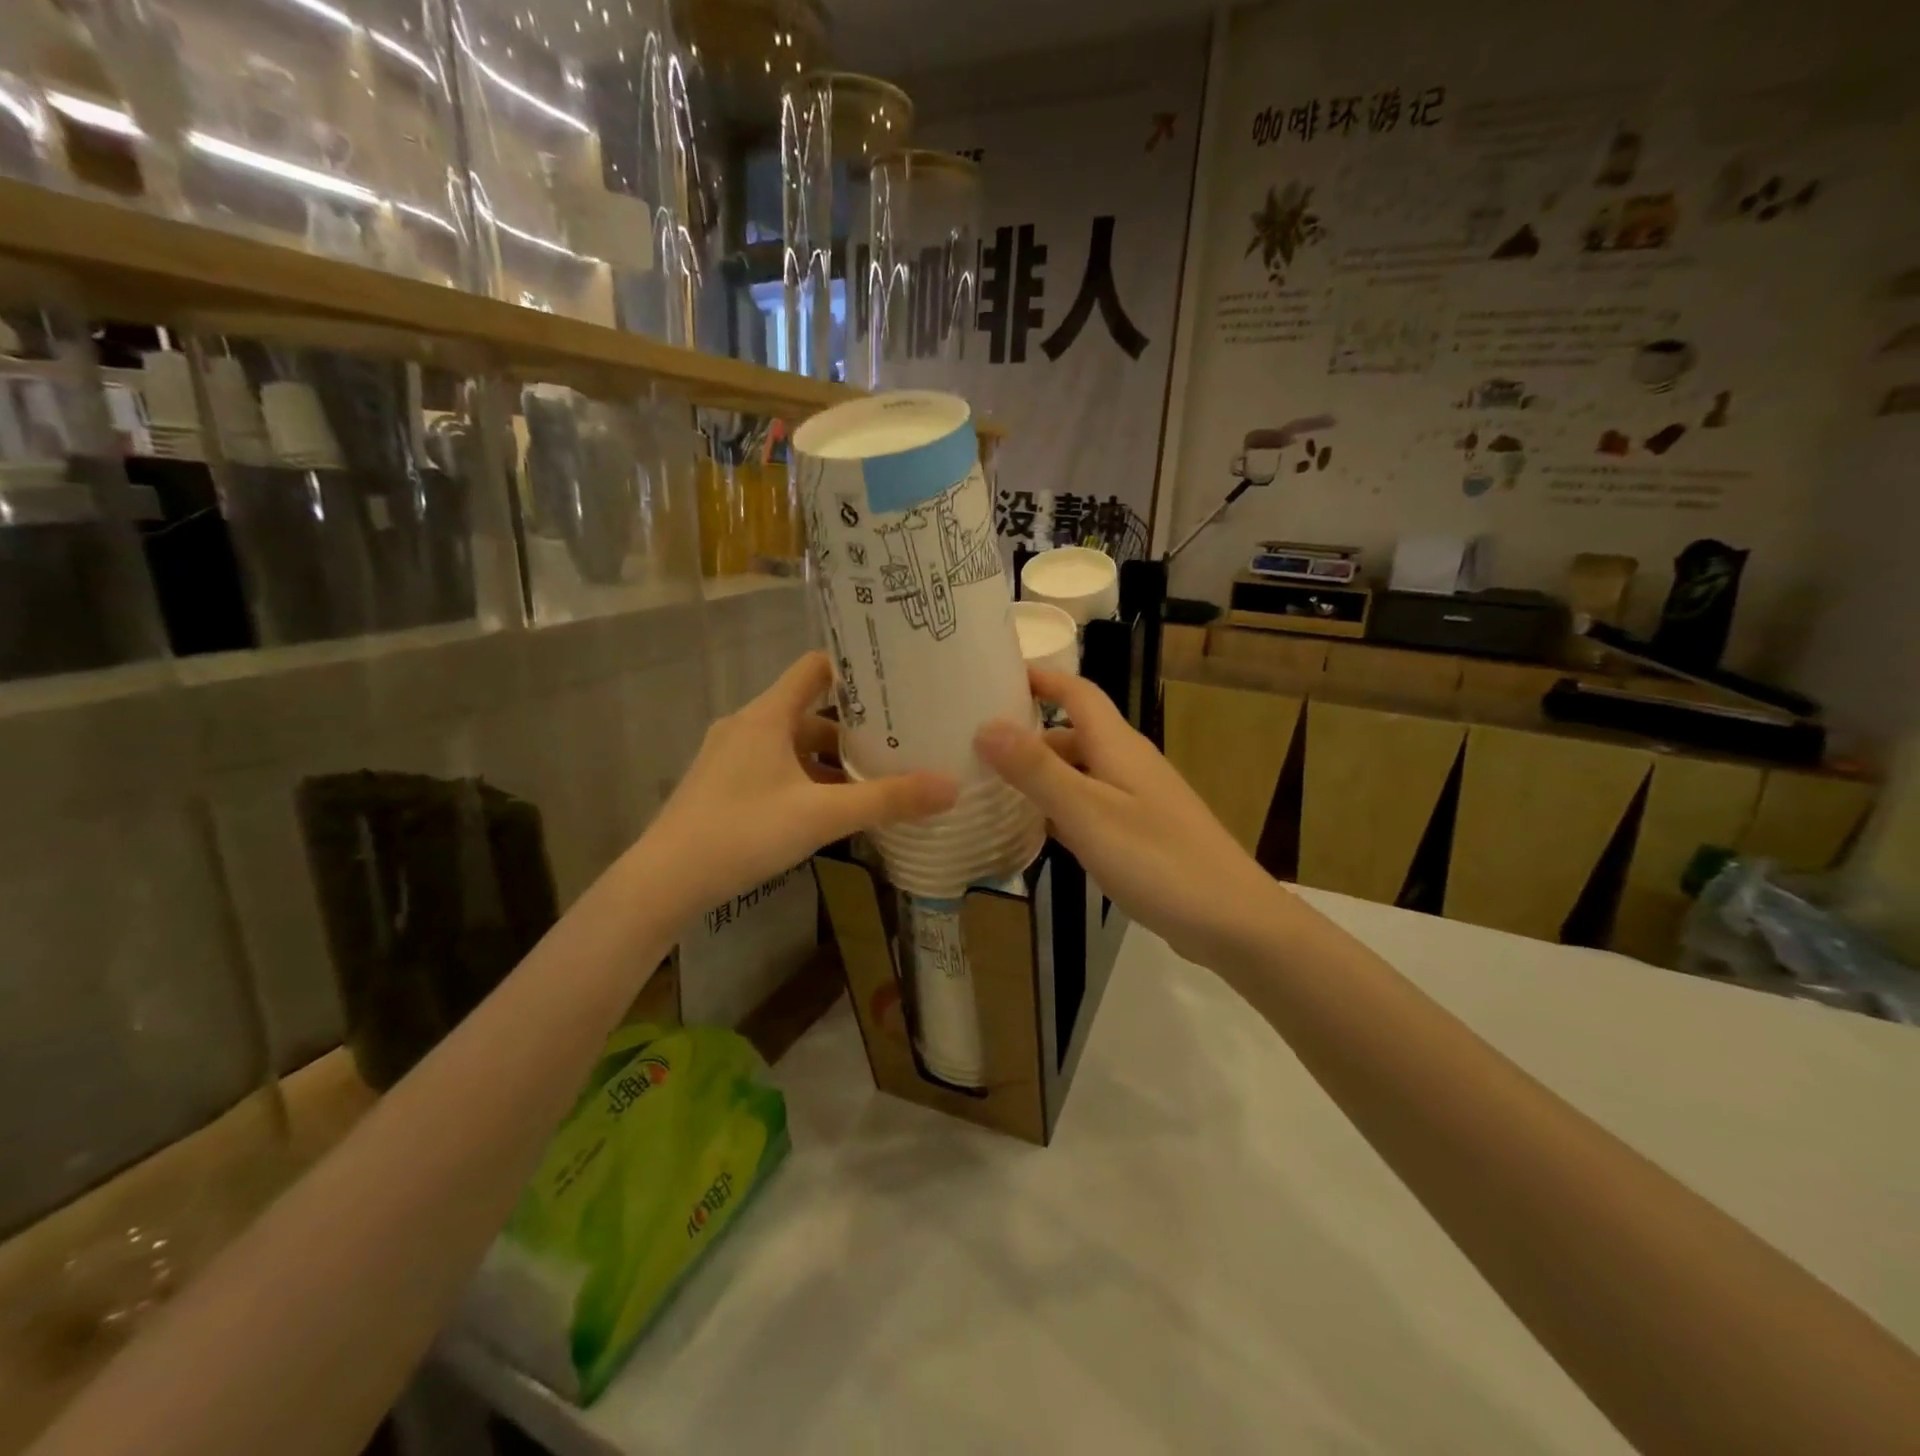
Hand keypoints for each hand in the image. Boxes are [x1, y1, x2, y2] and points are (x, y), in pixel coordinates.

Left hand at [645, 652, 957, 912]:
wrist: (665, 881)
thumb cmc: (743, 831)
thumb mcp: (822, 816)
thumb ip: (886, 800)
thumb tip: (952, 787)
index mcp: (767, 716)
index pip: (815, 668)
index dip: (854, 670)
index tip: (894, 681)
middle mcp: (747, 726)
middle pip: (810, 712)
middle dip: (853, 728)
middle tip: (898, 739)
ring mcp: (731, 757)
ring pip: (792, 745)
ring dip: (830, 761)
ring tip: (875, 779)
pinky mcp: (724, 786)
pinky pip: (775, 769)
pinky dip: (806, 780)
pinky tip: (831, 810)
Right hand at [975, 670, 1284, 967]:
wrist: (1233, 921)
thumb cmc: (1158, 860)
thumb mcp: (1088, 813)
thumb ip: (1037, 770)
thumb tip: (986, 725)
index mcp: (1118, 746)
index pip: (1077, 692)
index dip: (1041, 678)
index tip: (995, 676)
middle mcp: (1127, 764)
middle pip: (1072, 735)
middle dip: (1027, 736)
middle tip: (973, 748)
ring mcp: (1136, 801)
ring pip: (1079, 774)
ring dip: (1039, 777)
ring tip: (989, 790)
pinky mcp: (1140, 834)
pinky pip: (1089, 809)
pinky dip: (1059, 812)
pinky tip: (1032, 834)